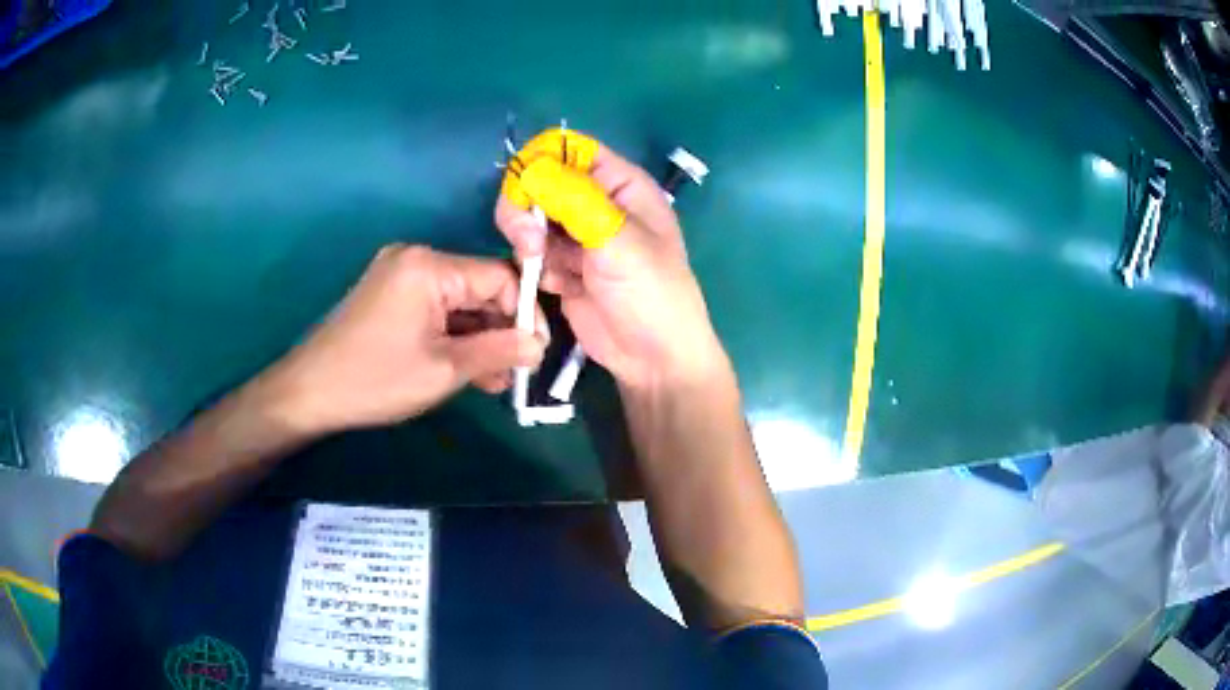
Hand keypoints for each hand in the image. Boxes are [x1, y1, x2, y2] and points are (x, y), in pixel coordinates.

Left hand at [261, 245, 546, 434]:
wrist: (309, 392)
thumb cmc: (376, 379)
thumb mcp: (445, 369)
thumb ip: (498, 350)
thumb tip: (539, 345)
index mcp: (429, 266)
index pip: (499, 276)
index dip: (524, 314)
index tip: (535, 353)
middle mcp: (415, 258)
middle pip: (479, 287)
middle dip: (500, 330)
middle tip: (514, 372)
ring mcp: (399, 275)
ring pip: (458, 302)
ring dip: (478, 338)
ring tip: (493, 380)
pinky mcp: (389, 294)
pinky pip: (435, 309)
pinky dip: (453, 336)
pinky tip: (467, 368)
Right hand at [495, 142, 726, 389]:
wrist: (652, 358)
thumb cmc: (651, 292)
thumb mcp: (619, 239)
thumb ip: (575, 199)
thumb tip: (531, 169)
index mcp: (619, 184)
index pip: (568, 149)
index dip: (540, 162)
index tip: (528, 192)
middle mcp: (594, 203)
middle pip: (538, 182)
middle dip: (525, 208)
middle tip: (530, 241)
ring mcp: (576, 236)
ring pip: (529, 218)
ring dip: (528, 242)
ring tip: (545, 268)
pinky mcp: (562, 267)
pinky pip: (531, 253)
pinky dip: (534, 267)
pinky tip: (558, 287)